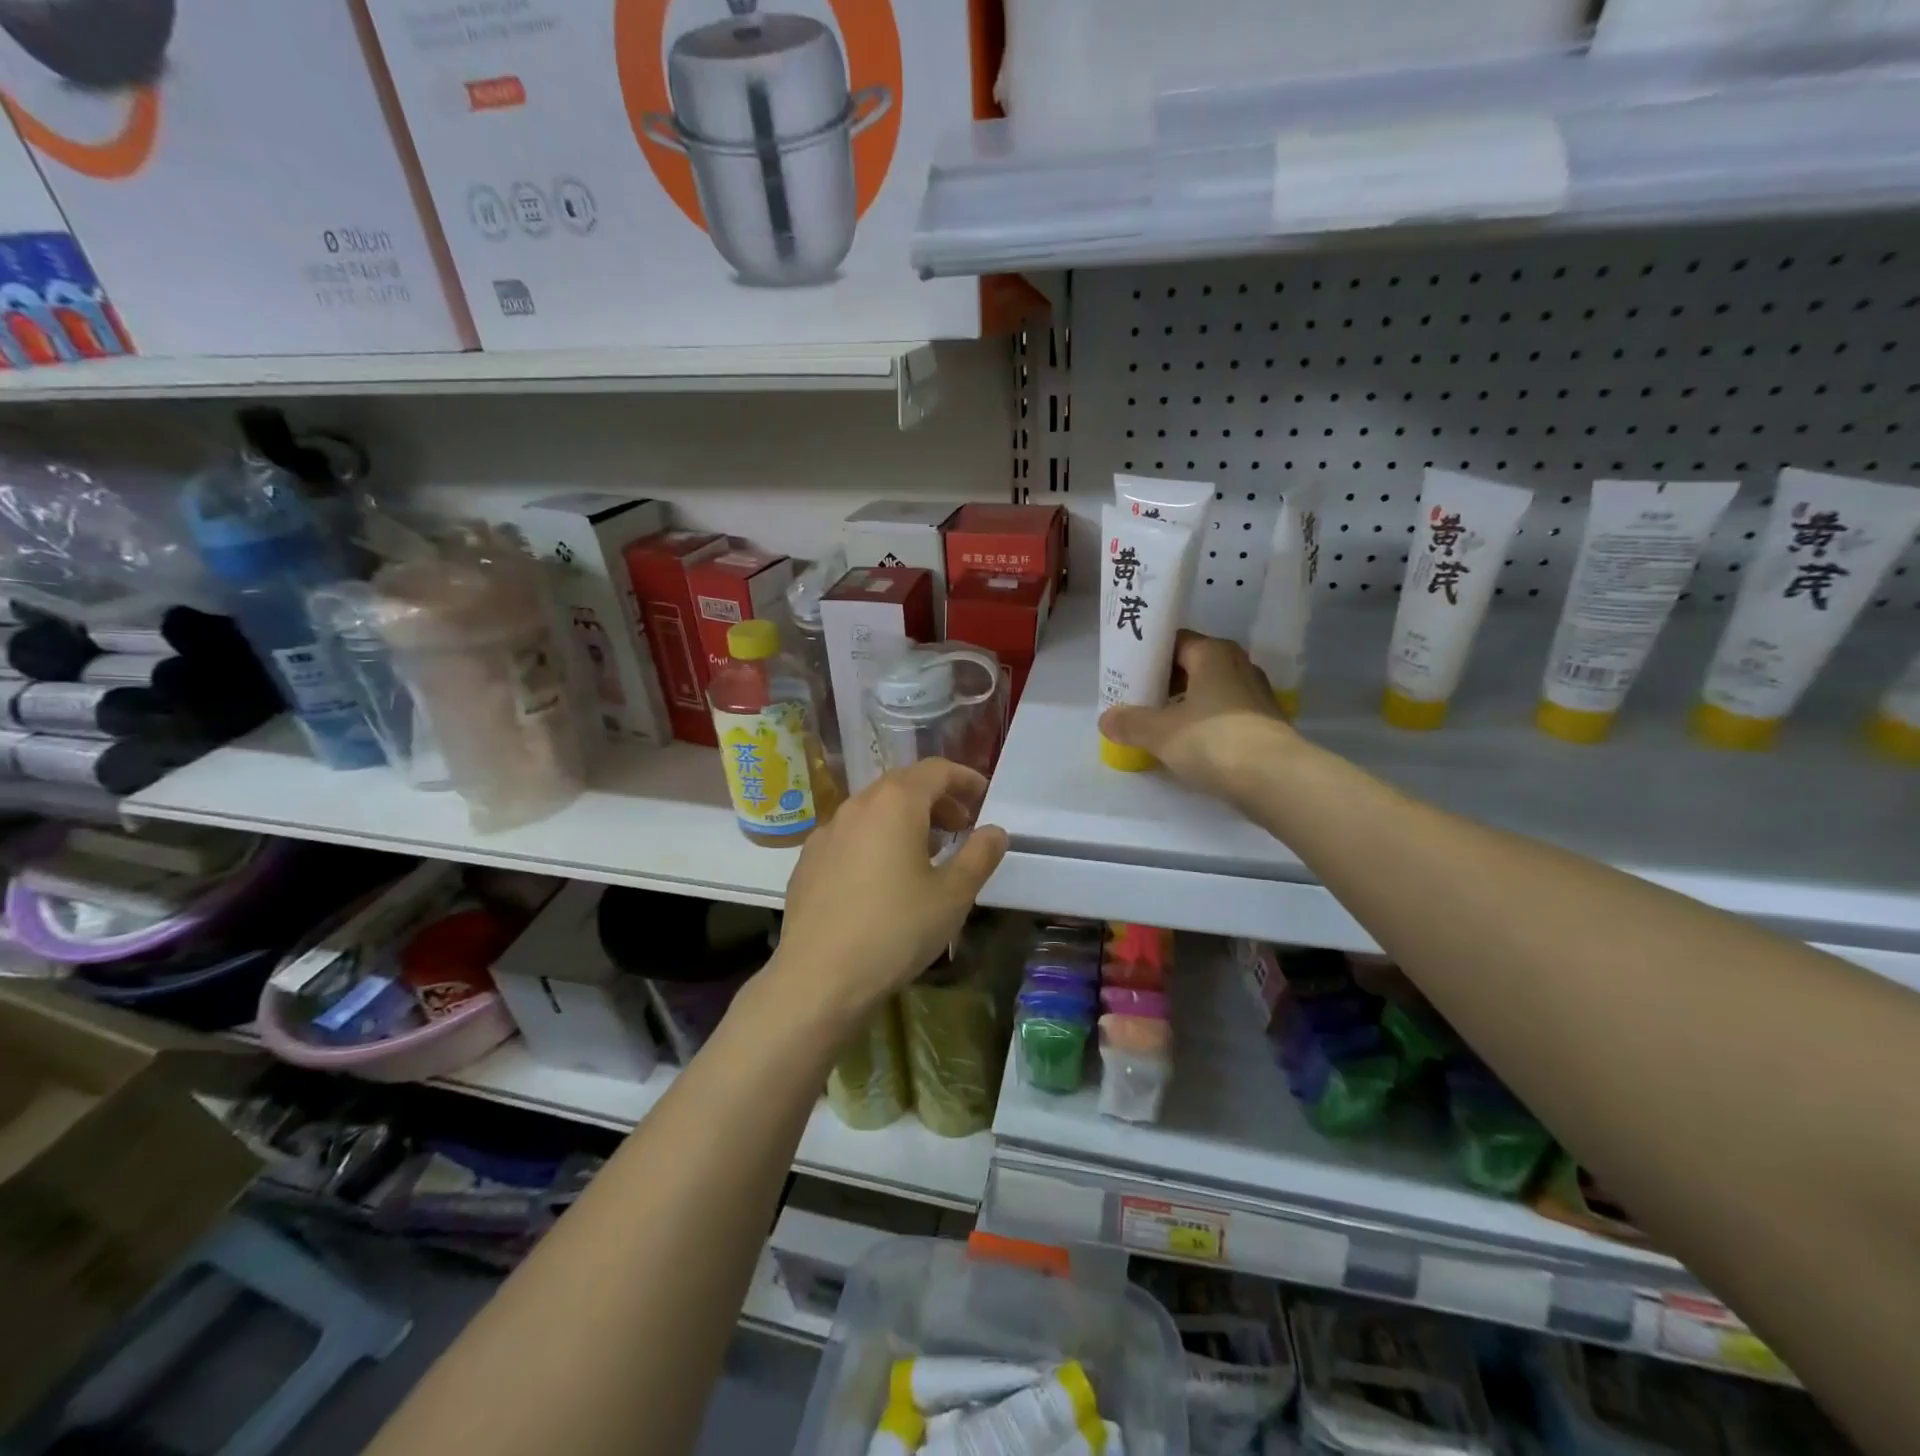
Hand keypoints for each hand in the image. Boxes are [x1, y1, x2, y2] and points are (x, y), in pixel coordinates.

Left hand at [769, 758, 1008, 1027]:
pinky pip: (851, 835)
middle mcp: (857, 806)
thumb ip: (979, 855)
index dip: (964, 778)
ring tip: (927, 852)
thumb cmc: (895, 930)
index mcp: (895, 803)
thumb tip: (994, 831)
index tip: (984, 796)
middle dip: (936, 799)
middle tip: (961, 826)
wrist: (818, 977)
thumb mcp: (952, 895)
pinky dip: (877, 839)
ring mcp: (827, 832)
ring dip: (906, 819)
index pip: (935, 770)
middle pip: (903, 785)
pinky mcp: (808, 861)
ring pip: (874, 810)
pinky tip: (883, 877)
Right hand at [1098, 631, 1301, 802]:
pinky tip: (1186, 743)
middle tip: (1136, 698)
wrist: (1275, 779)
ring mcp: (1255, 695)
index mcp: (1213, 653)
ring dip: (1184, 703)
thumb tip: (1106, 719)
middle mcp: (1238, 665)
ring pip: (1209, 691)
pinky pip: (1223, 714)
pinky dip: (1203, 722)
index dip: (1148, 655)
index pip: (1174, 641)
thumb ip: (1130, 722)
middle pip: (1192, 666)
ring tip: (1156, 723)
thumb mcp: (1160, 732)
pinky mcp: (1264, 723)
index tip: (1126, 672)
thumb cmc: (1213, 740)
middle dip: (1164, 681)